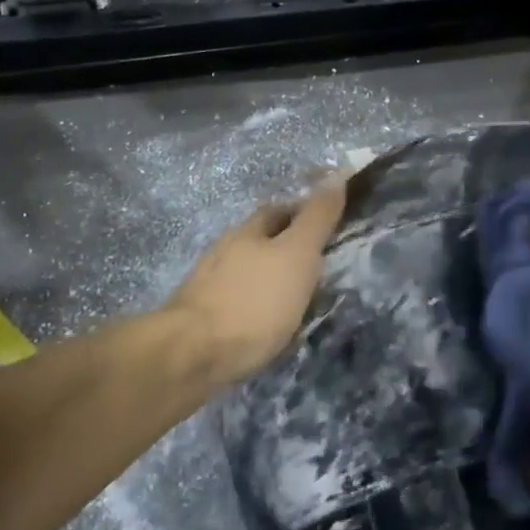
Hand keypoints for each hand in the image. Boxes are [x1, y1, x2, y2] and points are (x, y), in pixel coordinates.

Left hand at [163, 177, 346, 390]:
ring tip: (295, 298)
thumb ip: (316, 218)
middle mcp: (224, 251)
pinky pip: (236, 303)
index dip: (303, 212)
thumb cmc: (254, 301)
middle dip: (285, 246)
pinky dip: (255, 306)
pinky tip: (266, 324)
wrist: (192, 354)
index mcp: (248, 231)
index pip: (279, 210)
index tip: (328, 225)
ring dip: (269, 278)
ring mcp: (207, 285)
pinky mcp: (200, 318)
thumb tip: (337, 174)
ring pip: (246, 272)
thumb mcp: (297, 255)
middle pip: (259, 240)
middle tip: (317, 264)